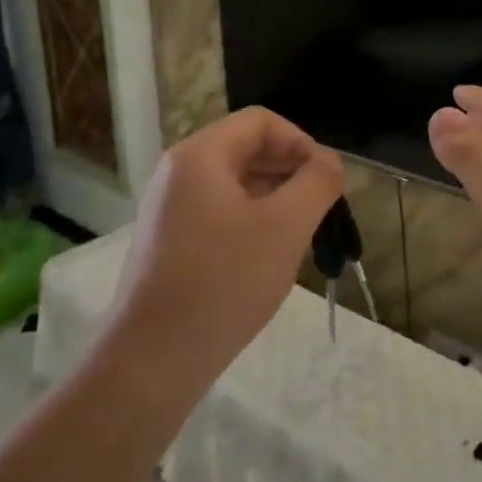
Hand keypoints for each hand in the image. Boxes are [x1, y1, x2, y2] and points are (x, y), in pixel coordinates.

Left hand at [108, 108, 343, 407]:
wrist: (153, 359)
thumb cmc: (224, 282)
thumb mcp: (285, 227)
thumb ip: (316, 183)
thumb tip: (328, 162)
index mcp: (200, 155)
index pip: (261, 122)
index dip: (301, 142)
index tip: (327, 181)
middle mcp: (178, 173)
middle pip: (246, 149)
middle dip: (290, 172)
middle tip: (322, 211)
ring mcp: (169, 209)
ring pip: (234, 185)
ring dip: (275, 199)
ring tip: (303, 236)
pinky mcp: (170, 242)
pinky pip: (219, 213)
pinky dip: (251, 223)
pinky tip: (269, 258)